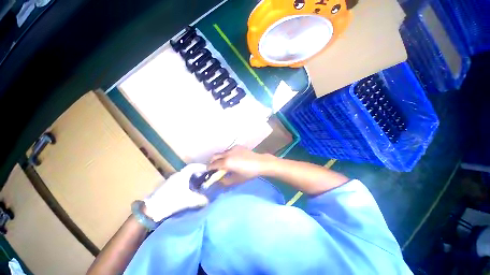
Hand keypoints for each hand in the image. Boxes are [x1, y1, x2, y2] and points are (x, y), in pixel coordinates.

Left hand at [143, 164, 208, 221]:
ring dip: (193, 179)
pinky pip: (181, 182)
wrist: (152, 209)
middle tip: (205, 178)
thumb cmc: (171, 201)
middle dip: (198, 173)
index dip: (201, 166)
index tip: (208, 169)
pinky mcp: (168, 187)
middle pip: (190, 171)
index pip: (193, 166)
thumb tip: (208, 201)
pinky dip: (188, 184)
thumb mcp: (188, 200)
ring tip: (199, 185)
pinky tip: (190, 191)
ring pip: (185, 177)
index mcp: (182, 175)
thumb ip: (200, 199)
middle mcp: (177, 175)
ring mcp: (171, 181)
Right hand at [208, 146, 275, 184]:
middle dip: (212, 162)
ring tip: (225, 163)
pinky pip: (229, 150)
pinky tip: (234, 159)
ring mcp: (233, 148)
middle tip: (214, 167)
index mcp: (226, 162)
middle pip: (215, 156)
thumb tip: (218, 180)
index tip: (208, 172)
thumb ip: (225, 181)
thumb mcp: (236, 179)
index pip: (213, 164)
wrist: (260, 163)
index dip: (209, 168)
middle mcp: (227, 153)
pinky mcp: (237, 146)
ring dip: (220, 158)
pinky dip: (228, 155)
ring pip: (222, 153)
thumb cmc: (249, 173)